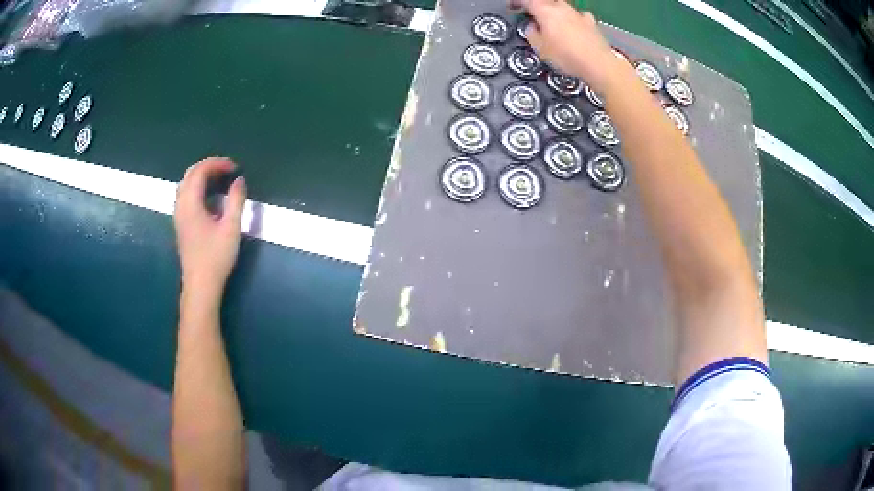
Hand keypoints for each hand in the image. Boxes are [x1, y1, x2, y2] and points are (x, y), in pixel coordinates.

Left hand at [174, 158, 246, 302]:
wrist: (201, 285)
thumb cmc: (216, 257)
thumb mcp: (231, 228)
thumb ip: (236, 201)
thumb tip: (239, 180)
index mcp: (190, 204)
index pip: (200, 171)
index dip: (217, 163)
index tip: (234, 167)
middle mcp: (181, 206)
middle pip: (190, 174)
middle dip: (208, 167)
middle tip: (227, 171)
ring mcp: (179, 216)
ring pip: (185, 185)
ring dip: (201, 177)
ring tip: (219, 180)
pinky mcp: (181, 224)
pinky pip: (185, 196)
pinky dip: (197, 188)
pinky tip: (210, 197)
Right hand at [512, 0, 618, 92]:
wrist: (598, 64)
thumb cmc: (568, 57)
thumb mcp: (540, 49)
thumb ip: (531, 34)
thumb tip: (531, 27)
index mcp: (545, 11)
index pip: (527, 1)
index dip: (518, 3)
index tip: (514, 7)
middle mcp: (562, 8)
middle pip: (546, 2)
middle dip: (538, 7)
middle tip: (533, 17)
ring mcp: (578, 14)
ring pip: (562, 7)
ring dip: (555, 13)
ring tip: (553, 24)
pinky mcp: (592, 23)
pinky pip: (580, 15)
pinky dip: (574, 19)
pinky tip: (575, 26)